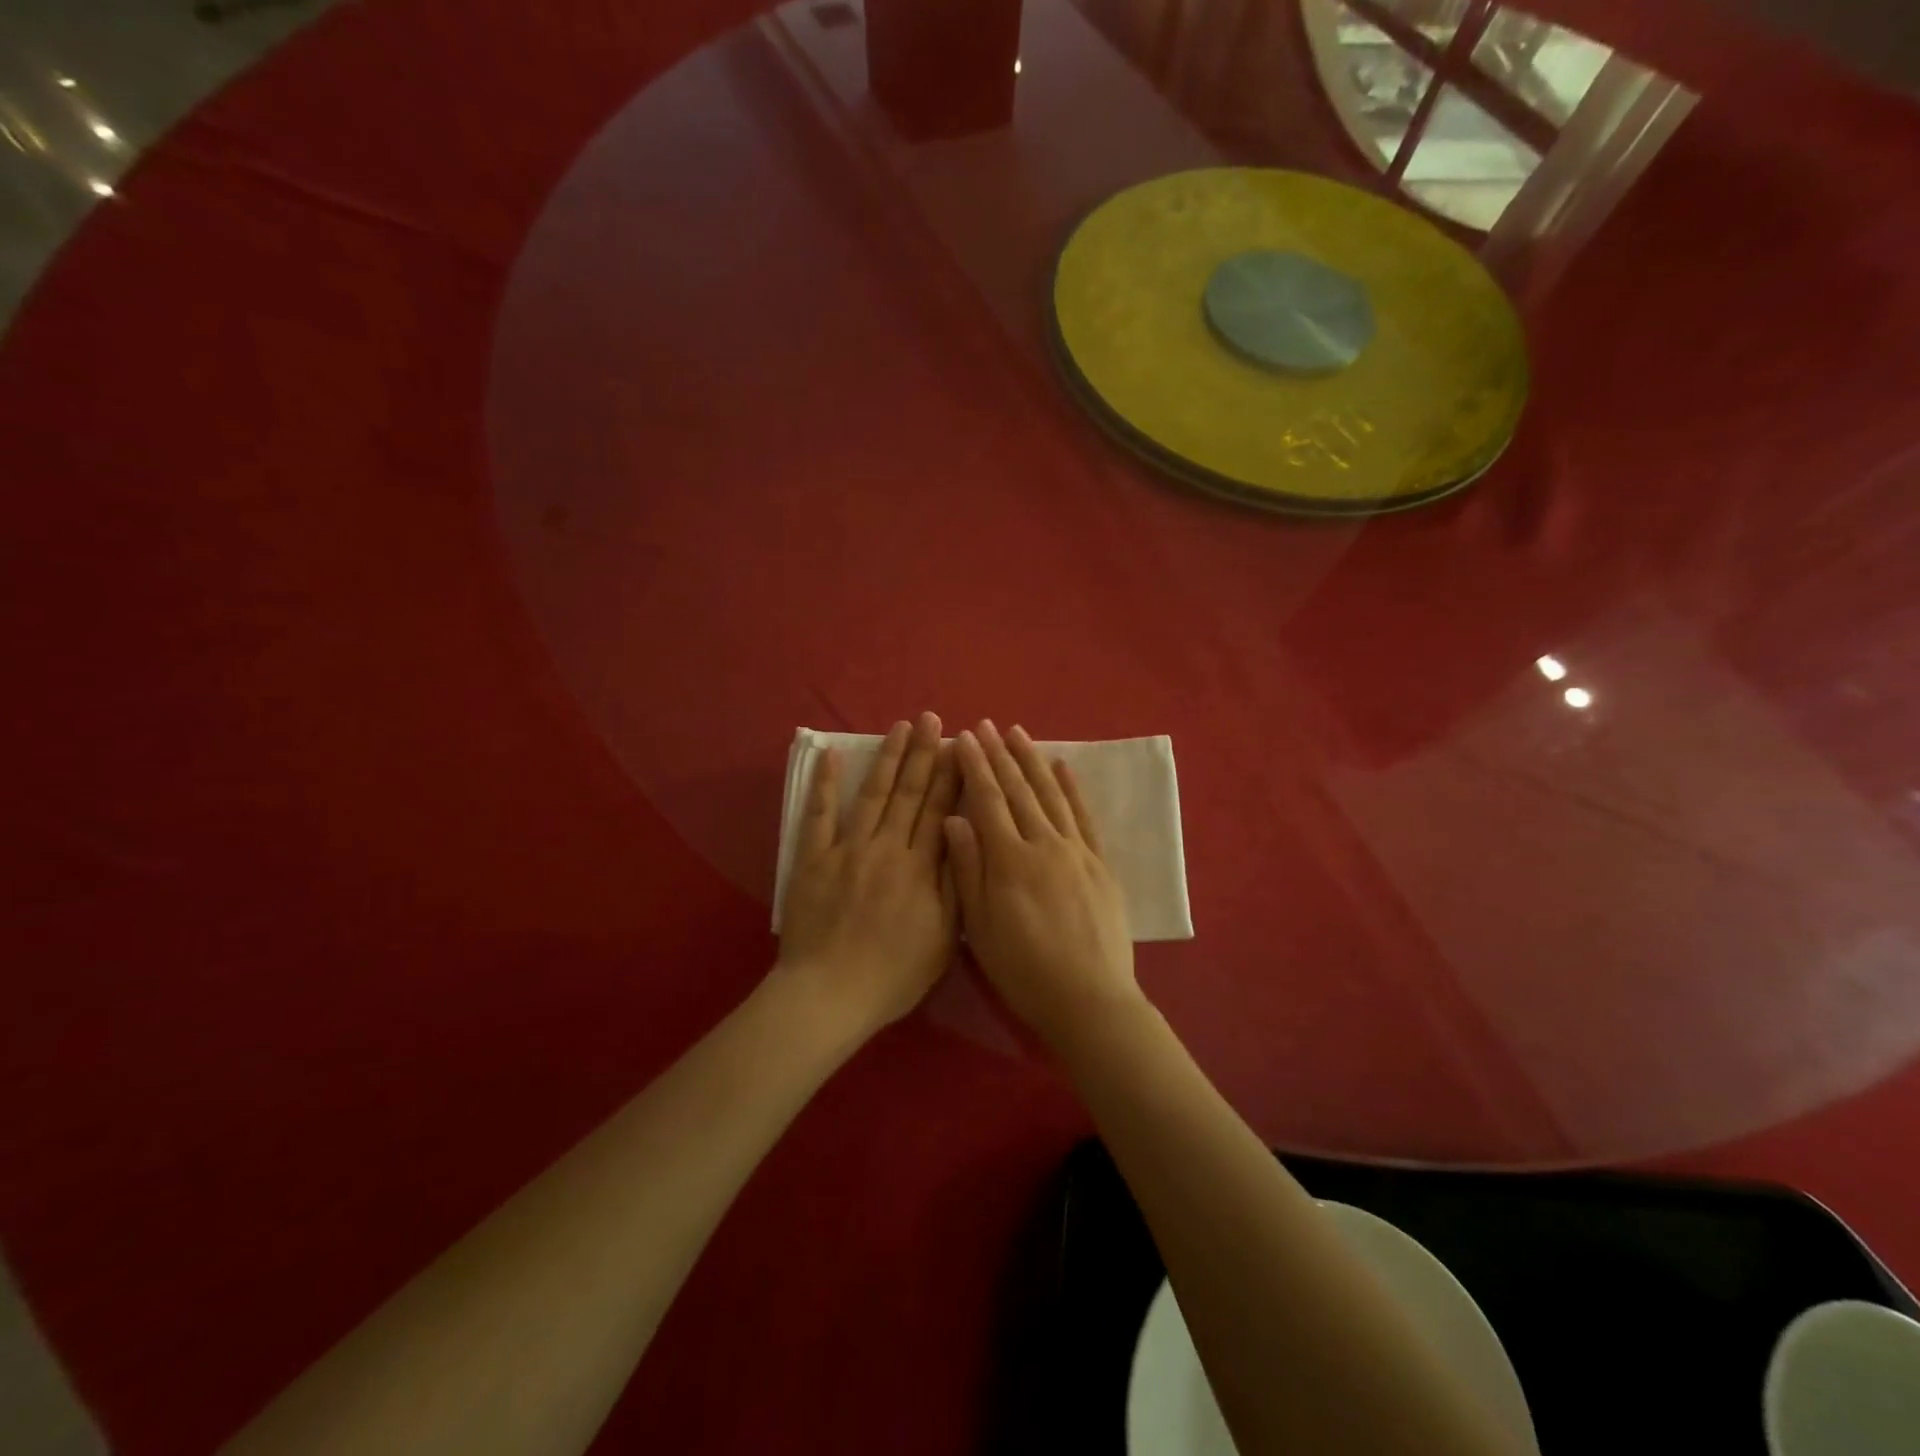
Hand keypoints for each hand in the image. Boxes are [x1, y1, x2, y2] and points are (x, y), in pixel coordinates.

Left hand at [777, 713, 959, 1034]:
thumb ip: (956, 883)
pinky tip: (832, 756)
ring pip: (872, 795)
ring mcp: (846, 850)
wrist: (829, 994)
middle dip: (923, 753)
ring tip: (899, 726)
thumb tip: (964, 833)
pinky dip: (825, 785)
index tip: (958, 744)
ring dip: (887, 758)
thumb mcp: (943, 937)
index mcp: (919, 867)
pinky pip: (819, 816)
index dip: (950, 775)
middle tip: (932, 719)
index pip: (939, 810)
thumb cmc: (894, 973)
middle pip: (908, 793)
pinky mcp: (813, 859)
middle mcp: (886, 848)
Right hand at [944, 721, 1139, 1048]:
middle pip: (1019, 790)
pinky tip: (1064, 767)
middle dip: (1000, 754)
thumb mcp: (980, 926)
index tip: (963, 738)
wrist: (1088, 999)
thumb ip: (967, 868)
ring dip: (1033, 761)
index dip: (974, 767)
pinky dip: (1073, 789)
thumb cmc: (1024, 969)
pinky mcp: (1100, 864)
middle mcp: (1044, 844)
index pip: (988, 800)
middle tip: (986, 724)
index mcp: (1009, 859)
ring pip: (1051, 795)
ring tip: (1019, 732)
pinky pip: (1084, 817)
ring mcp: (1076, 851)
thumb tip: (954, 818)